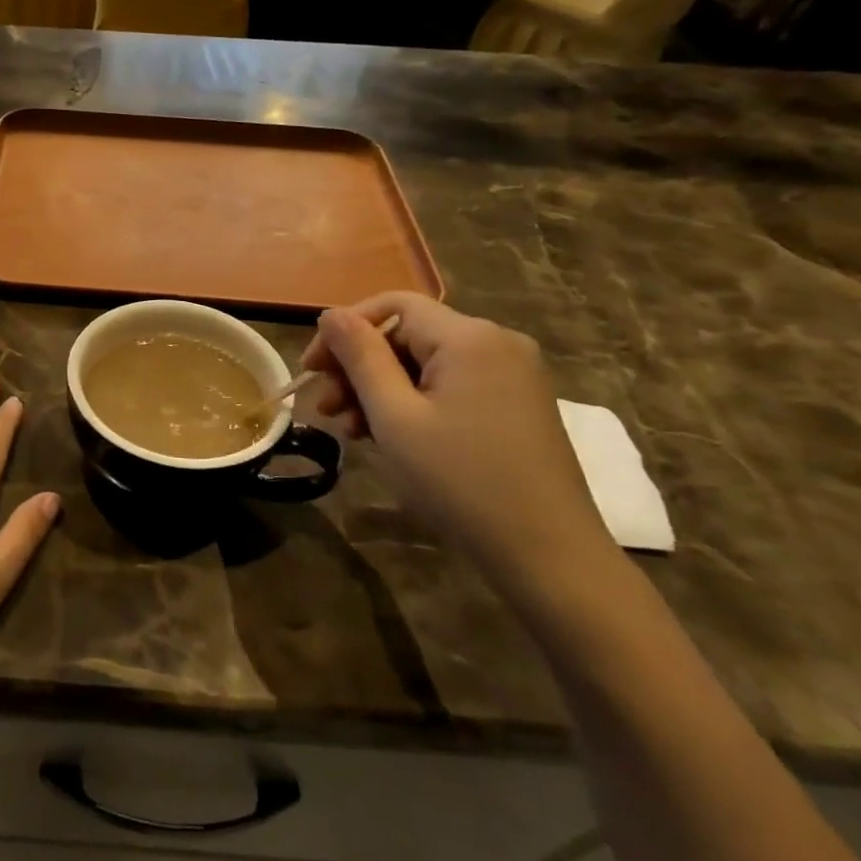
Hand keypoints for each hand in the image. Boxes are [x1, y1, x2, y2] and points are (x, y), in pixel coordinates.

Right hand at [302, 293, 610, 587]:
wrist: (548, 555)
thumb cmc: (460, 481)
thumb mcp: (395, 417)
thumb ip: (360, 357)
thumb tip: (331, 314)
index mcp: (469, 337)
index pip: (392, 305)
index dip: (344, 330)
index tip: (311, 370)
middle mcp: (496, 342)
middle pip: (408, 334)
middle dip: (359, 367)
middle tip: (326, 409)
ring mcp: (512, 374)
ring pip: (425, 363)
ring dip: (380, 389)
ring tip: (350, 430)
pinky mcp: (516, 403)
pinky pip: (450, 385)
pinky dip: (413, 403)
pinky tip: (389, 436)